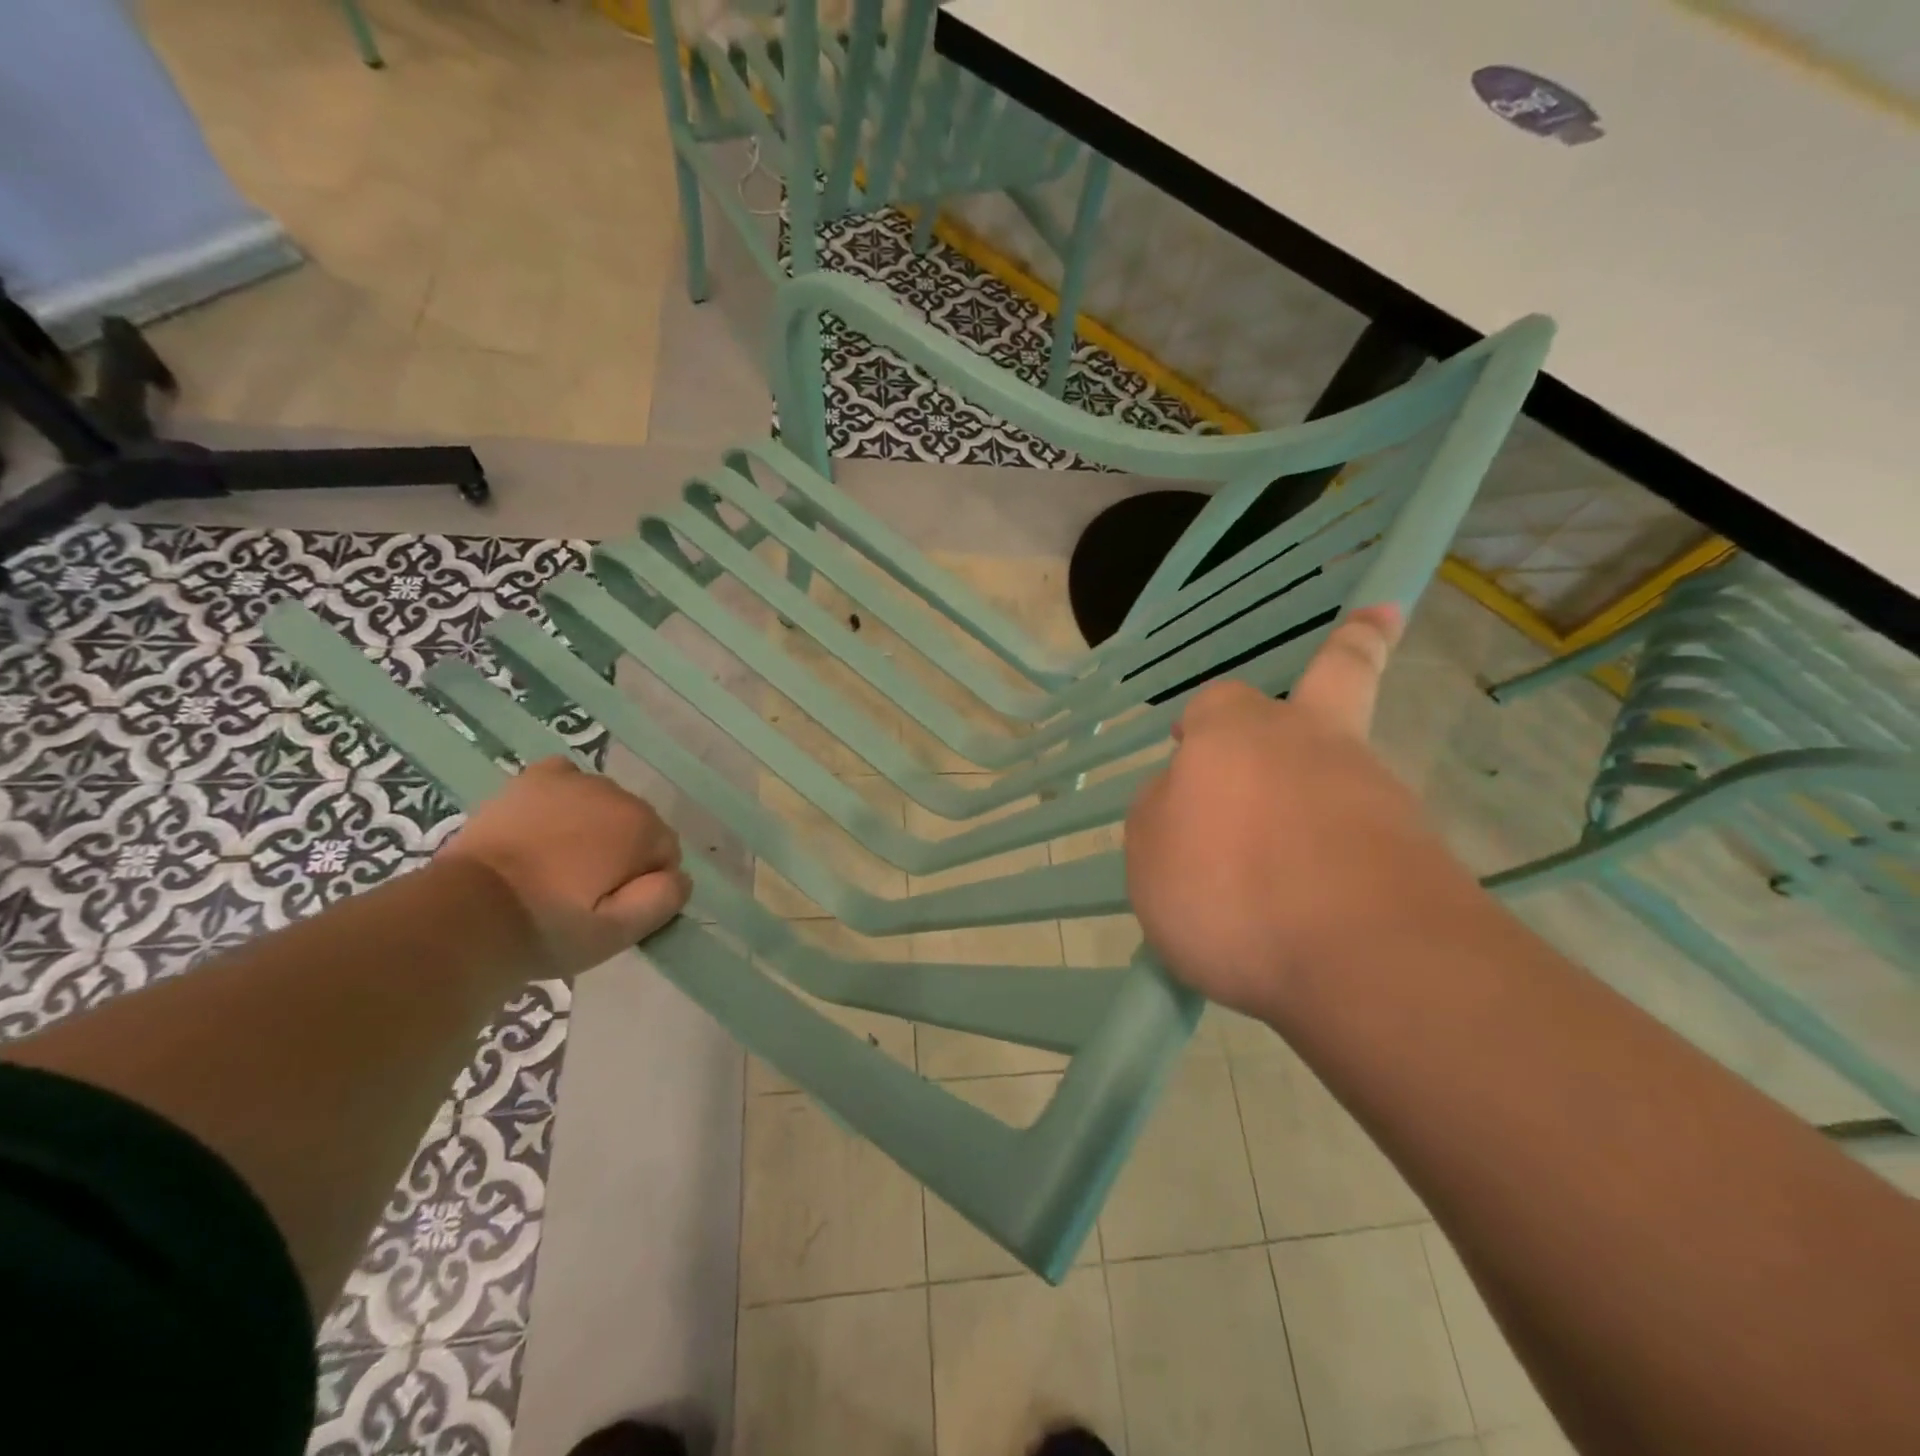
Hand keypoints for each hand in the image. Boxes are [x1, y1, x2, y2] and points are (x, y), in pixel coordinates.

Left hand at [436, 758, 691, 979]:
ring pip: (602, 804)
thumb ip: (664, 899)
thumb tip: (679, 876)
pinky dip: (565, 797)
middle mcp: (614, 794)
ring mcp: (570, 782)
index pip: (665, 853)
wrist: (466, 914)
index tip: (612, 907)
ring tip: (558, 864)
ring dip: (593, 827)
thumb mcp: (619, 933)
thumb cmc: (549, 928)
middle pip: (635, 825)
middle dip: (620, 852)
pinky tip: (548, 824)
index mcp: (641, 827)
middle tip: (583, 890)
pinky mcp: (531, 781)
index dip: (643, 884)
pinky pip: (565, 777)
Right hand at [1125, 605, 1480, 1021]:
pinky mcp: (1419, 849)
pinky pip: (1370, 836)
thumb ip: (1162, 815)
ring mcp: (1374, 790)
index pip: (1214, 705)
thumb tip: (1190, 801)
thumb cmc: (1228, 890)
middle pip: (1338, 677)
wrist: (1364, 958)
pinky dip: (1347, 854)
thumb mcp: (1150, 854)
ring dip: (1330, 785)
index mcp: (1235, 735)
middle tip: (1377, 619)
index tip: (1185, 750)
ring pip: (1350, 766)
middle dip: (1354, 645)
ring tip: (1285, 865)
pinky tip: (1318, 904)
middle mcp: (1311, 744)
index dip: (1198, 723)